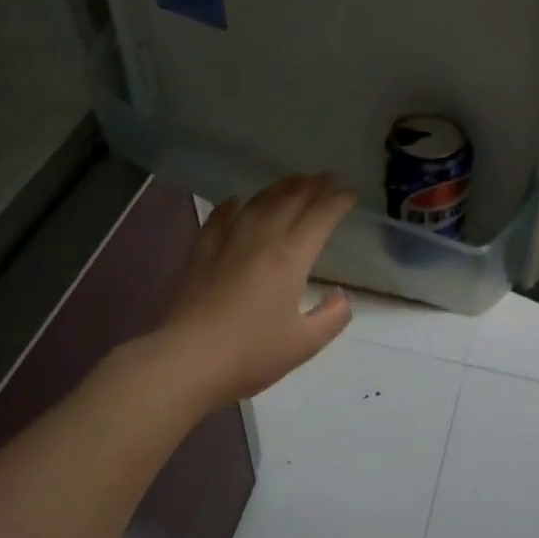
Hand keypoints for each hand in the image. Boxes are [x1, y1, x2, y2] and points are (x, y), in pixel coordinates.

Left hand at [151, 173, 357, 411]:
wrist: (187, 360)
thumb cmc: (250, 354)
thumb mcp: (304, 344)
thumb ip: (332, 317)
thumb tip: (341, 295)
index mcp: (291, 259)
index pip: (320, 217)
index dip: (338, 202)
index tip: (351, 194)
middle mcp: (261, 240)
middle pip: (290, 201)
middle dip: (313, 186)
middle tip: (327, 177)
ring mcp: (227, 242)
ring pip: (258, 203)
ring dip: (279, 188)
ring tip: (294, 180)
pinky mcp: (201, 253)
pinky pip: (220, 218)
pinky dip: (232, 205)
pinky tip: (237, 201)